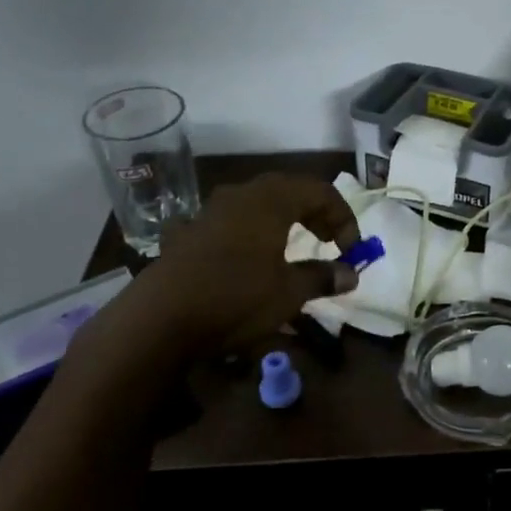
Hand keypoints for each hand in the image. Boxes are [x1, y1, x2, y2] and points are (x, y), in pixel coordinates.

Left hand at [83, 173, 360, 362]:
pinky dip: (253, 232)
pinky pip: (233, 221)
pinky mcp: (190, 232)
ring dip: (283, 219)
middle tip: (329, 241)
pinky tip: (250, 258)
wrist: (159, 319)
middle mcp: (242, 195)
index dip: (343, 216)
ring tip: (294, 246)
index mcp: (271, 200)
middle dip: (315, 213)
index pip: (320, 191)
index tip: (351, 249)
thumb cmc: (235, 298)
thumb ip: (322, 278)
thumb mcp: (288, 293)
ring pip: (258, 203)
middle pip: (289, 190)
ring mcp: (211, 211)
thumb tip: (351, 274)